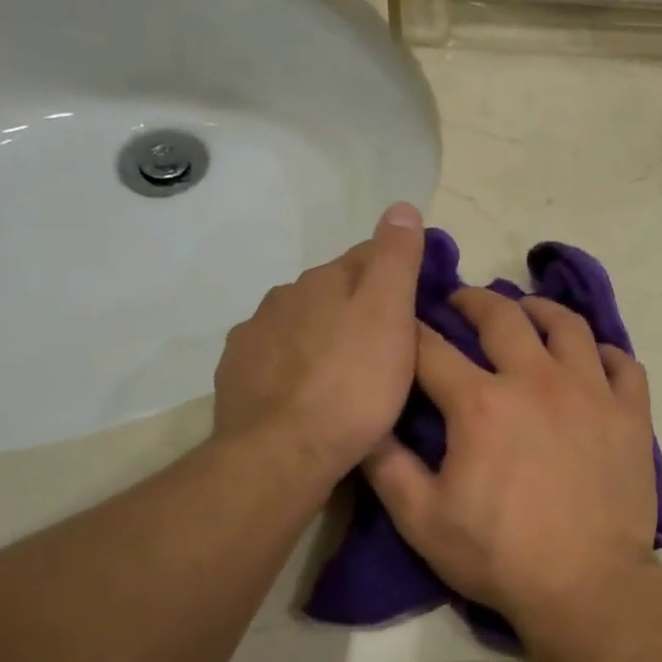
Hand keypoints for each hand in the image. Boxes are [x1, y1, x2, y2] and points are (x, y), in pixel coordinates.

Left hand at [211, 203, 424, 478]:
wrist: (282, 455)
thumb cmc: (352, 385)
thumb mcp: (390, 316)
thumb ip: (395, 259)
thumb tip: (400, 206)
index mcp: (324, 279)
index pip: (369, 256)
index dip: (400, 274)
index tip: (422, 303)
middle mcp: (284, 296)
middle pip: (335, 290)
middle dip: (361, 307)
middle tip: (392, 346)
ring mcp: (255, 335)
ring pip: (304, 323)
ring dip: (327, 336)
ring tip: (351, 374)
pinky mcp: (238, 374)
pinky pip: (278, 357)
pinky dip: (297, 365)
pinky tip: (311, 392)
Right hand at [363, 287, 660, 635]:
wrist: (587, 586)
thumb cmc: (500, 556)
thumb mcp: (422, 520)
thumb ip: (387, 466)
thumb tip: (365, 423)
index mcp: (482, 402)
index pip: (433, 349)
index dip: (412, 330)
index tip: (404, 321)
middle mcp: (537, 380)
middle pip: (503, 317)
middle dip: (474, 301)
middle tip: (462, 301)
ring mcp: (592, 392)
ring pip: (569, 326)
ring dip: (541, 310)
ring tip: (528, 312)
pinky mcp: (630, 414)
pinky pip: (623, 363)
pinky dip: (605, 353)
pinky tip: (592, 359)